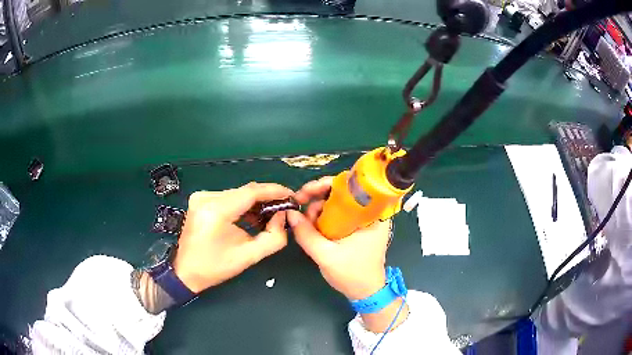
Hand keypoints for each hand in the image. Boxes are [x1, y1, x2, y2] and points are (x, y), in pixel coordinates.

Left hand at [173, 182, 292, 292]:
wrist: (186, 271)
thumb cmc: (216, 267)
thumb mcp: (249, 256)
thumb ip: (273, 237)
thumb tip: (282, 216)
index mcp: (216, 210)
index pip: (250, 192)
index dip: (274, 191)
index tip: (291, 195)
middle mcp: (206, 197)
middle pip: (244, 191)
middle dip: (266, 198)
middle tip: (283, 208)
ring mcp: (201, 197)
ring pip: (237, 193)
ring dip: (254, 202)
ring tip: (269, 214)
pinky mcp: (200, 200)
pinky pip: (228, 197)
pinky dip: (242, 205)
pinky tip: (251, 216)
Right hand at [288, 176, 389, 299]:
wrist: (366, 292)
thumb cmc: (352, 275)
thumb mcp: (326, 255)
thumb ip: (306, 234)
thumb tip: (289, 213)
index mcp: (373, 214)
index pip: (350, 185)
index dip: (325, 184)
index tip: (304, 193)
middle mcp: (371, 211)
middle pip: (342, 191)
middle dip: (318, 197)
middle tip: (299, 205)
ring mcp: (365, 218)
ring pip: (338, 202)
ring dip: (318, 208)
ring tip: (306, 223)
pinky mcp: (358, 226)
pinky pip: (339, 213)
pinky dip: (324, 216)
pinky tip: (313, 226)